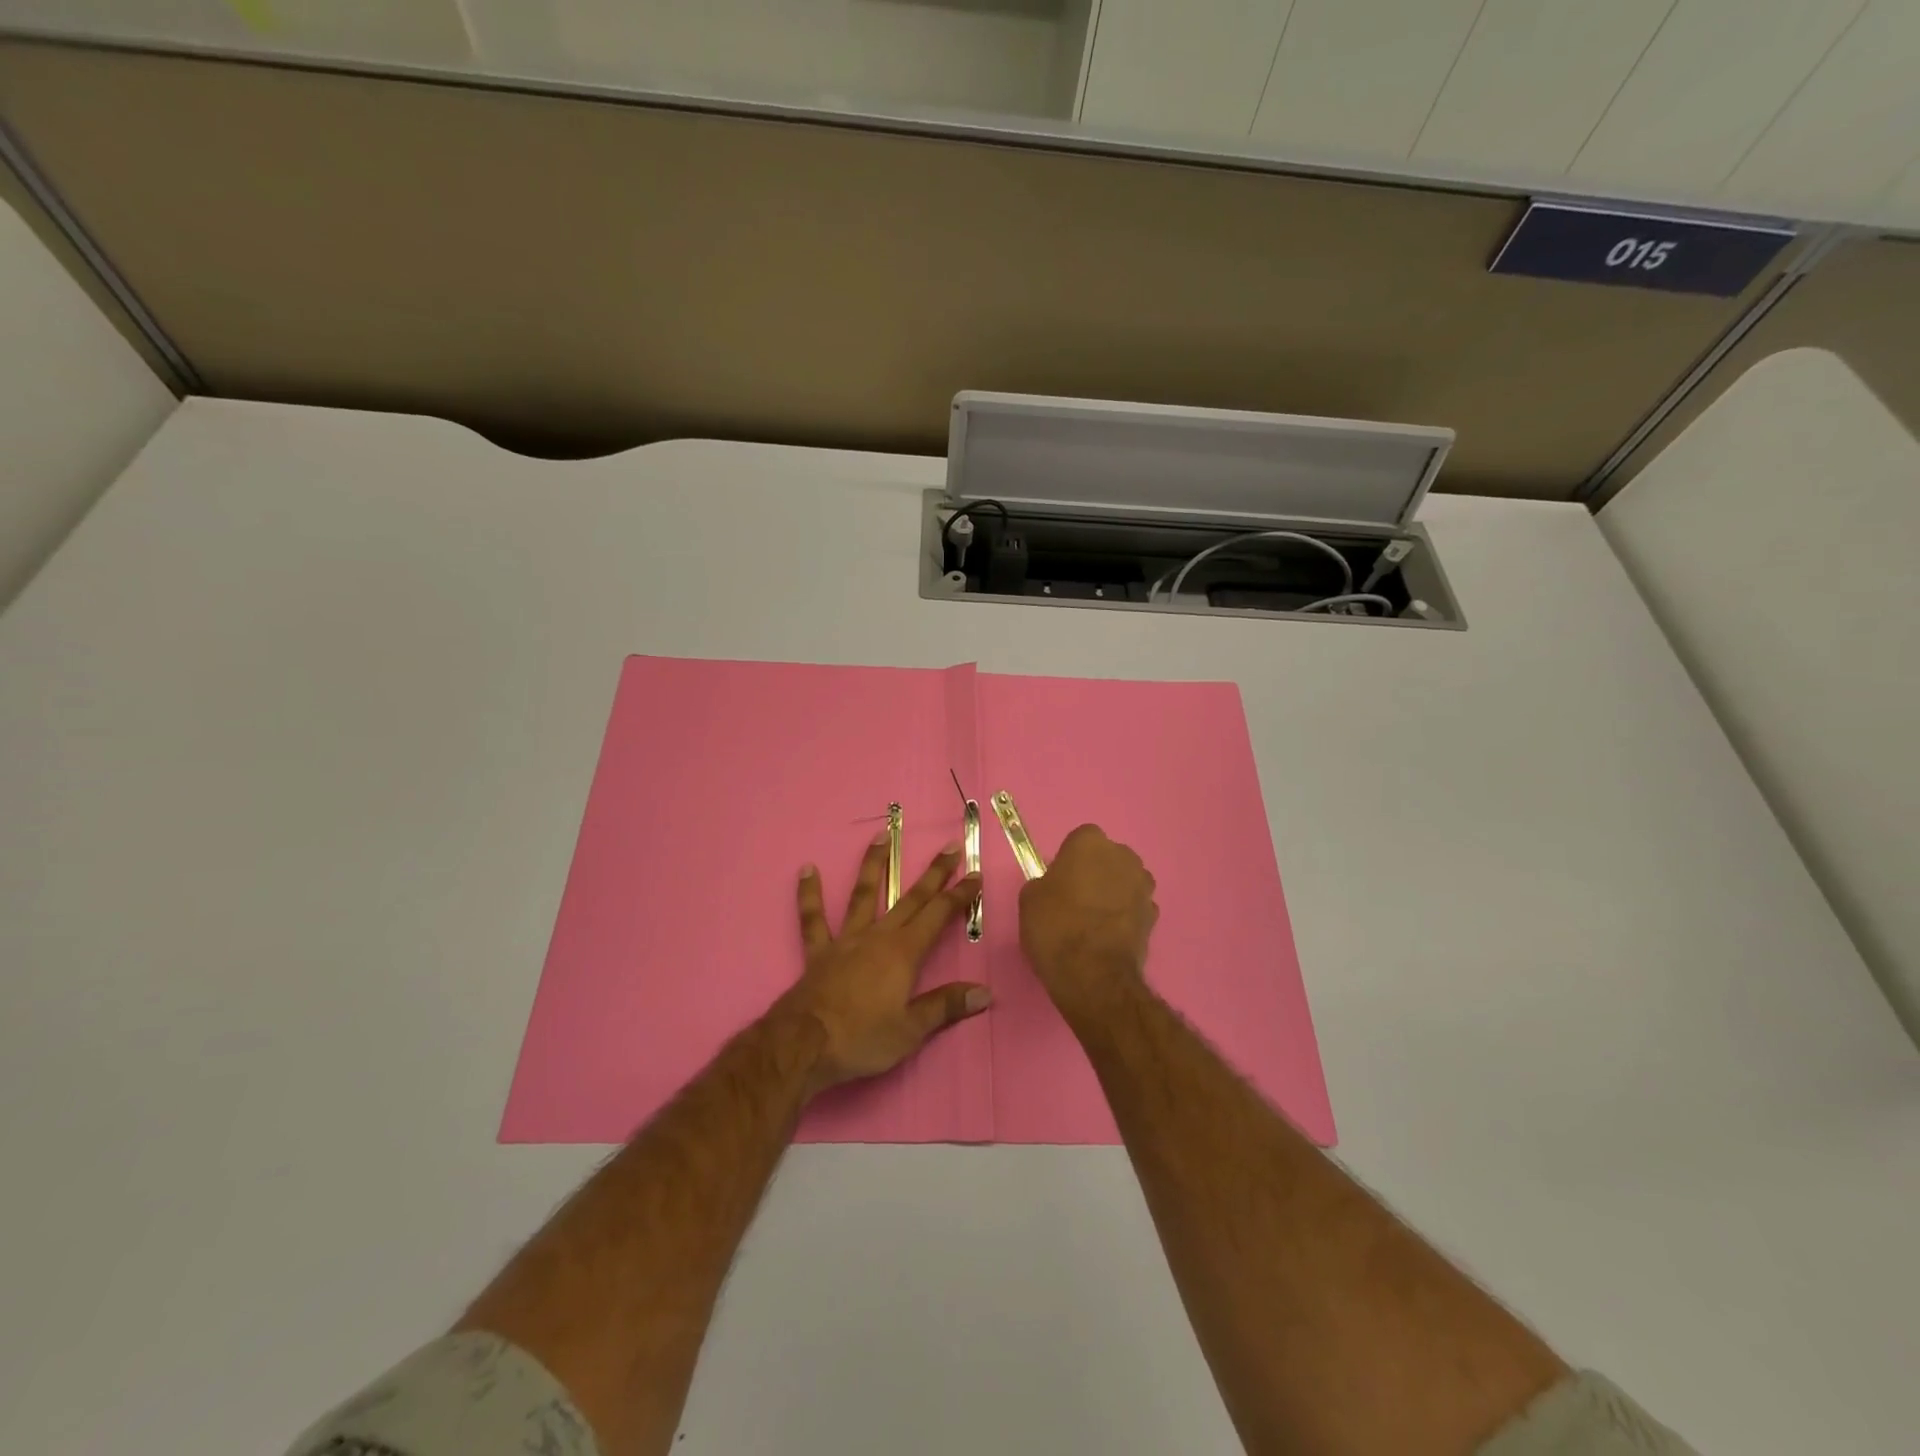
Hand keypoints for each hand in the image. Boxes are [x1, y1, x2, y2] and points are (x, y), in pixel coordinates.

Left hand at [780, 834, 987, 1093]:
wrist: (805, 1045)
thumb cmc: (862, 1038)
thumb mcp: (911, 1030)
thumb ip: (946, 1007)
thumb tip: (985, 993)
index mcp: (904, 953)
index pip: (939, 915)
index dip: (959, 894)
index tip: (975, 873)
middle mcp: (878, 936)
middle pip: (911, 898)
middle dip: (934, 873)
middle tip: (950, 846)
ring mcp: (846, 939)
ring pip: (863, 894)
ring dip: (874, 865)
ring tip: (881, 836)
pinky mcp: (819, 951)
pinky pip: (813, 918)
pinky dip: (810, 894)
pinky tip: (807, 869)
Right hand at [1019, 824, 1157, 1021]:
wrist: (1093, 974)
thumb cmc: (1055, 927)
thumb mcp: (1029, 899)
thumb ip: (1045, 882)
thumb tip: (1056, 887)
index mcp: (1090, 843)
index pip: (1080, 840)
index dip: (1069, 860)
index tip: (1059, 881)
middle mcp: (1123, 856)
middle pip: (1107, 857)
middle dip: (1096, 872)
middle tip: (1075, 899)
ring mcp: (1143, 886)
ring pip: (1124, 881)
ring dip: (1113, 893)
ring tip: (1093, 921)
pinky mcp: (1154, 915)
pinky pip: (1134, 907)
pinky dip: (1124, 916)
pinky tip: (1108, 937)